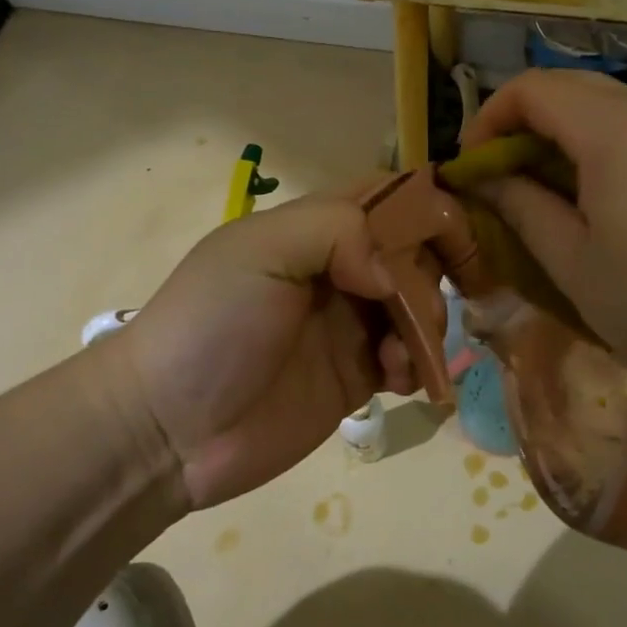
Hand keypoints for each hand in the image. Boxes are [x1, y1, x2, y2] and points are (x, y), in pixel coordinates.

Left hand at [101, 194, 416, 508]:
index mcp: (315, 230)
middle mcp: (339, 271)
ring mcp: (348, 325)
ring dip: (425, 325)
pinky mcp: (355, 376)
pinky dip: (415, 363)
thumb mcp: (261, 250)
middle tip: (415, 312)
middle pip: (413, 254)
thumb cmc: (211, 324)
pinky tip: (395, 379)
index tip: (458, 235)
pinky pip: (407, 359)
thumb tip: (389, 273)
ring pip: (418, 306)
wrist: (168, 428)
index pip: (387, 198)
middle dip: (429, 277)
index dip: (427, 208)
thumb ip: (335, 231)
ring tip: (399, 355)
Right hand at [464, 69, 626, 401]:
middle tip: (498, 176)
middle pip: (564, 85)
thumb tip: (482, 176)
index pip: (530, 89)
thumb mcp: (572, 261)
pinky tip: (588, 193)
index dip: (487, 119)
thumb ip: (521, 206)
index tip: (472, 168)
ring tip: (538, 188)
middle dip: (518, 122)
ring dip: (554, 132)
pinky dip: (590, 142)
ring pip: (597, 102)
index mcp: (612, 130)